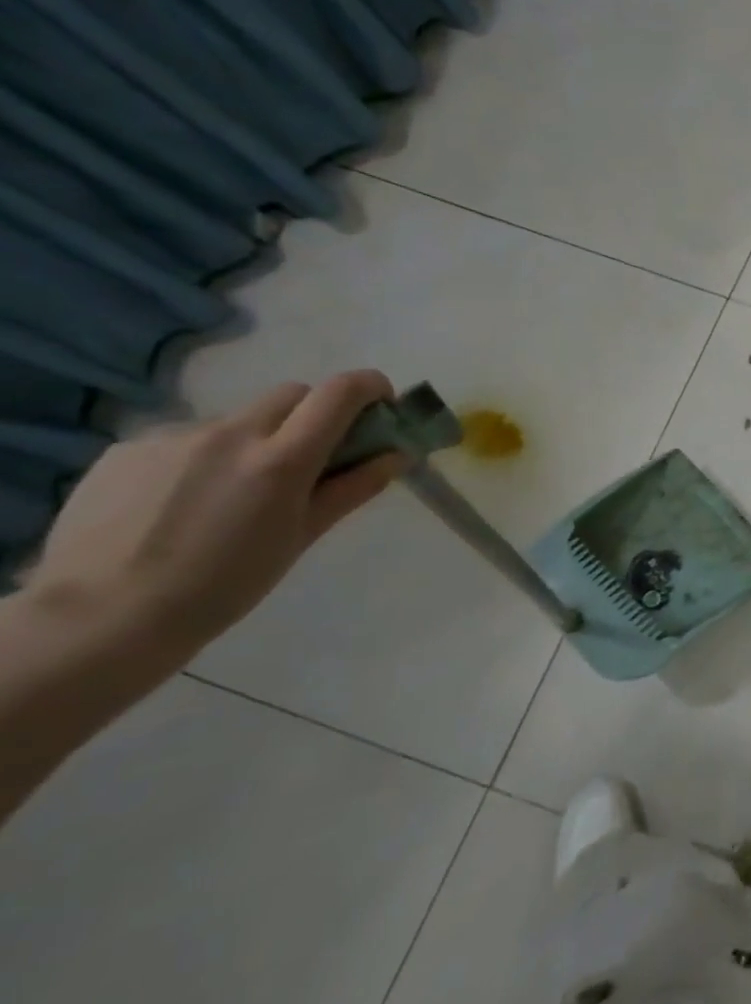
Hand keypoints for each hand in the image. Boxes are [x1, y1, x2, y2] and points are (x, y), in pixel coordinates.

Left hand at [29, 372, 401, 649]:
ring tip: (233, 494)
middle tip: (311, 458)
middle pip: (291, 395)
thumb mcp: (303, 536)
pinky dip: (203, 458)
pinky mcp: (126, 449)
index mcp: (281, 458)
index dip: (369, 386)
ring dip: (254, 441)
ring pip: (237, 421)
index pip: (339, 392)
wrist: (102, 617)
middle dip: (313, 414)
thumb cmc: (226, 583)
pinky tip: (184, 502)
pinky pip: (185, 440)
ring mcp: (172, 438)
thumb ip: (353, 487)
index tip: (380, 404)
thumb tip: (396, 455)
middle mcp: (230, 434)